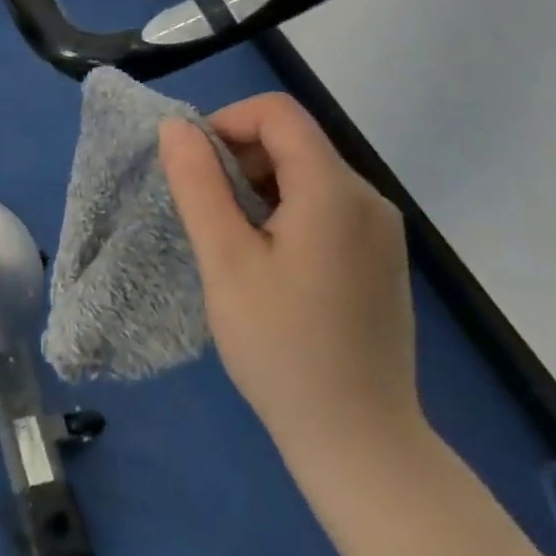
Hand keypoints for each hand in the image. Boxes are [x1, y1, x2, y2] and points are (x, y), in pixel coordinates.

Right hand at [158, 93, 422, 462]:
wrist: (361, 443)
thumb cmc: (282, 348)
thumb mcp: (224, 260)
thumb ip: (197, 183)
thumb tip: (176, 127)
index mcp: (334, 190)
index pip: (276, 112)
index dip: (226, 122)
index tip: (194, 168)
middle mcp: (367, 197)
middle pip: (292, 140)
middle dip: (238, 157)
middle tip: (206, 214)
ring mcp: (380, 228)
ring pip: (305, 171)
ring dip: (257, 185)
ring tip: (232, 242)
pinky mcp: (379, 255)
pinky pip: (324, 203)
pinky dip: (283, 209)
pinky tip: (267, 261)